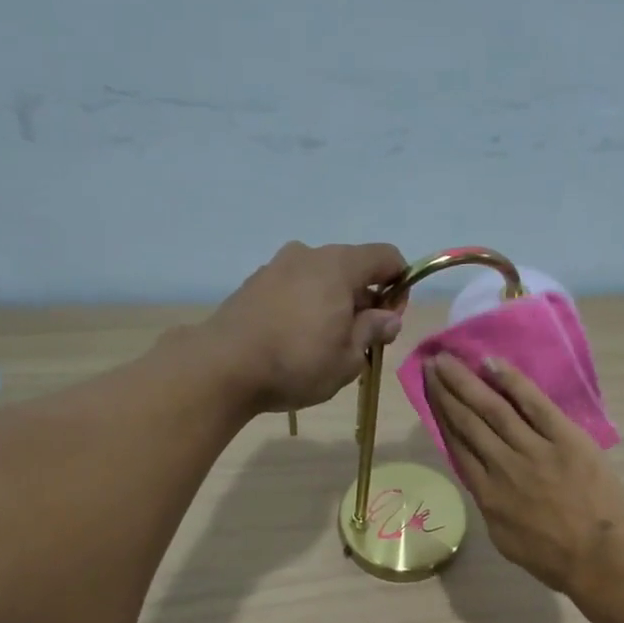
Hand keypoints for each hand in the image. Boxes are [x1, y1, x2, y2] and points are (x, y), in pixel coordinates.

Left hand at [206, 241, 407, 411]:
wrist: (223, 367)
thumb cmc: (298, 363)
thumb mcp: (348, 357)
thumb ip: (372, 331)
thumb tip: (388, 317)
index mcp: (339, 266)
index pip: (386, 257)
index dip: (400, 285)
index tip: (391, 320)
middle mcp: (308, 255)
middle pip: (352, 268)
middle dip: (364, 300)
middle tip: (360, 340)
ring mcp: (276, 266)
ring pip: (320, 279)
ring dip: (333, 304)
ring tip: (325, 344)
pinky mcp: (254, 284)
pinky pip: (294, 288)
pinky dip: (306, 306)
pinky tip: (296, 340)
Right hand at [422, 353, 623, 594]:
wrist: (599, 560)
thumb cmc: (552, 558)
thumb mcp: (504, 537)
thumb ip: (489, 503)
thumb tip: (480, 476)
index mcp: (486, 494)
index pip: (458, 446)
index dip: (441, 417)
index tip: (429, 394)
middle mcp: (502, 466)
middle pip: (468, 422)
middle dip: (447, 392)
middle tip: (431, 364)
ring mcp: (534, 451)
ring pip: (493, 409)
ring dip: (467, 381)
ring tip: (448, 360)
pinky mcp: (565, 440)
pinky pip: (535, 405)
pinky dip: (512, 382)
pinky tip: (492, 364)